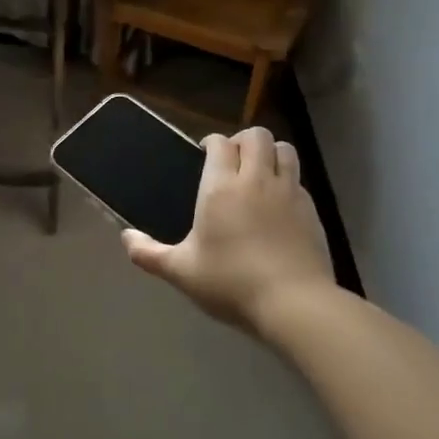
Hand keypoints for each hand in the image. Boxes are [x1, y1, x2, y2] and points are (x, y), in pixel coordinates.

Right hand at [122, 127, 335, 333]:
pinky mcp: (312, 210)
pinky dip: (287, 180)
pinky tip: (278, 204)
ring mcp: (289, 192)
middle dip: (242, 140)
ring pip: (284, 150)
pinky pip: (298, 180)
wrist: (294, 303)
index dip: (211, 142)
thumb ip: (149, 254)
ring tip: (258, 172)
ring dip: (270, 153)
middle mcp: (256, 180)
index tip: (204, 154)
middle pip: (256, 136)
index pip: (220, 143)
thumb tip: (126, 238)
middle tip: (231, 161)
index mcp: (221, 187)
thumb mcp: (181, 272)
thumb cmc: (231, 283)